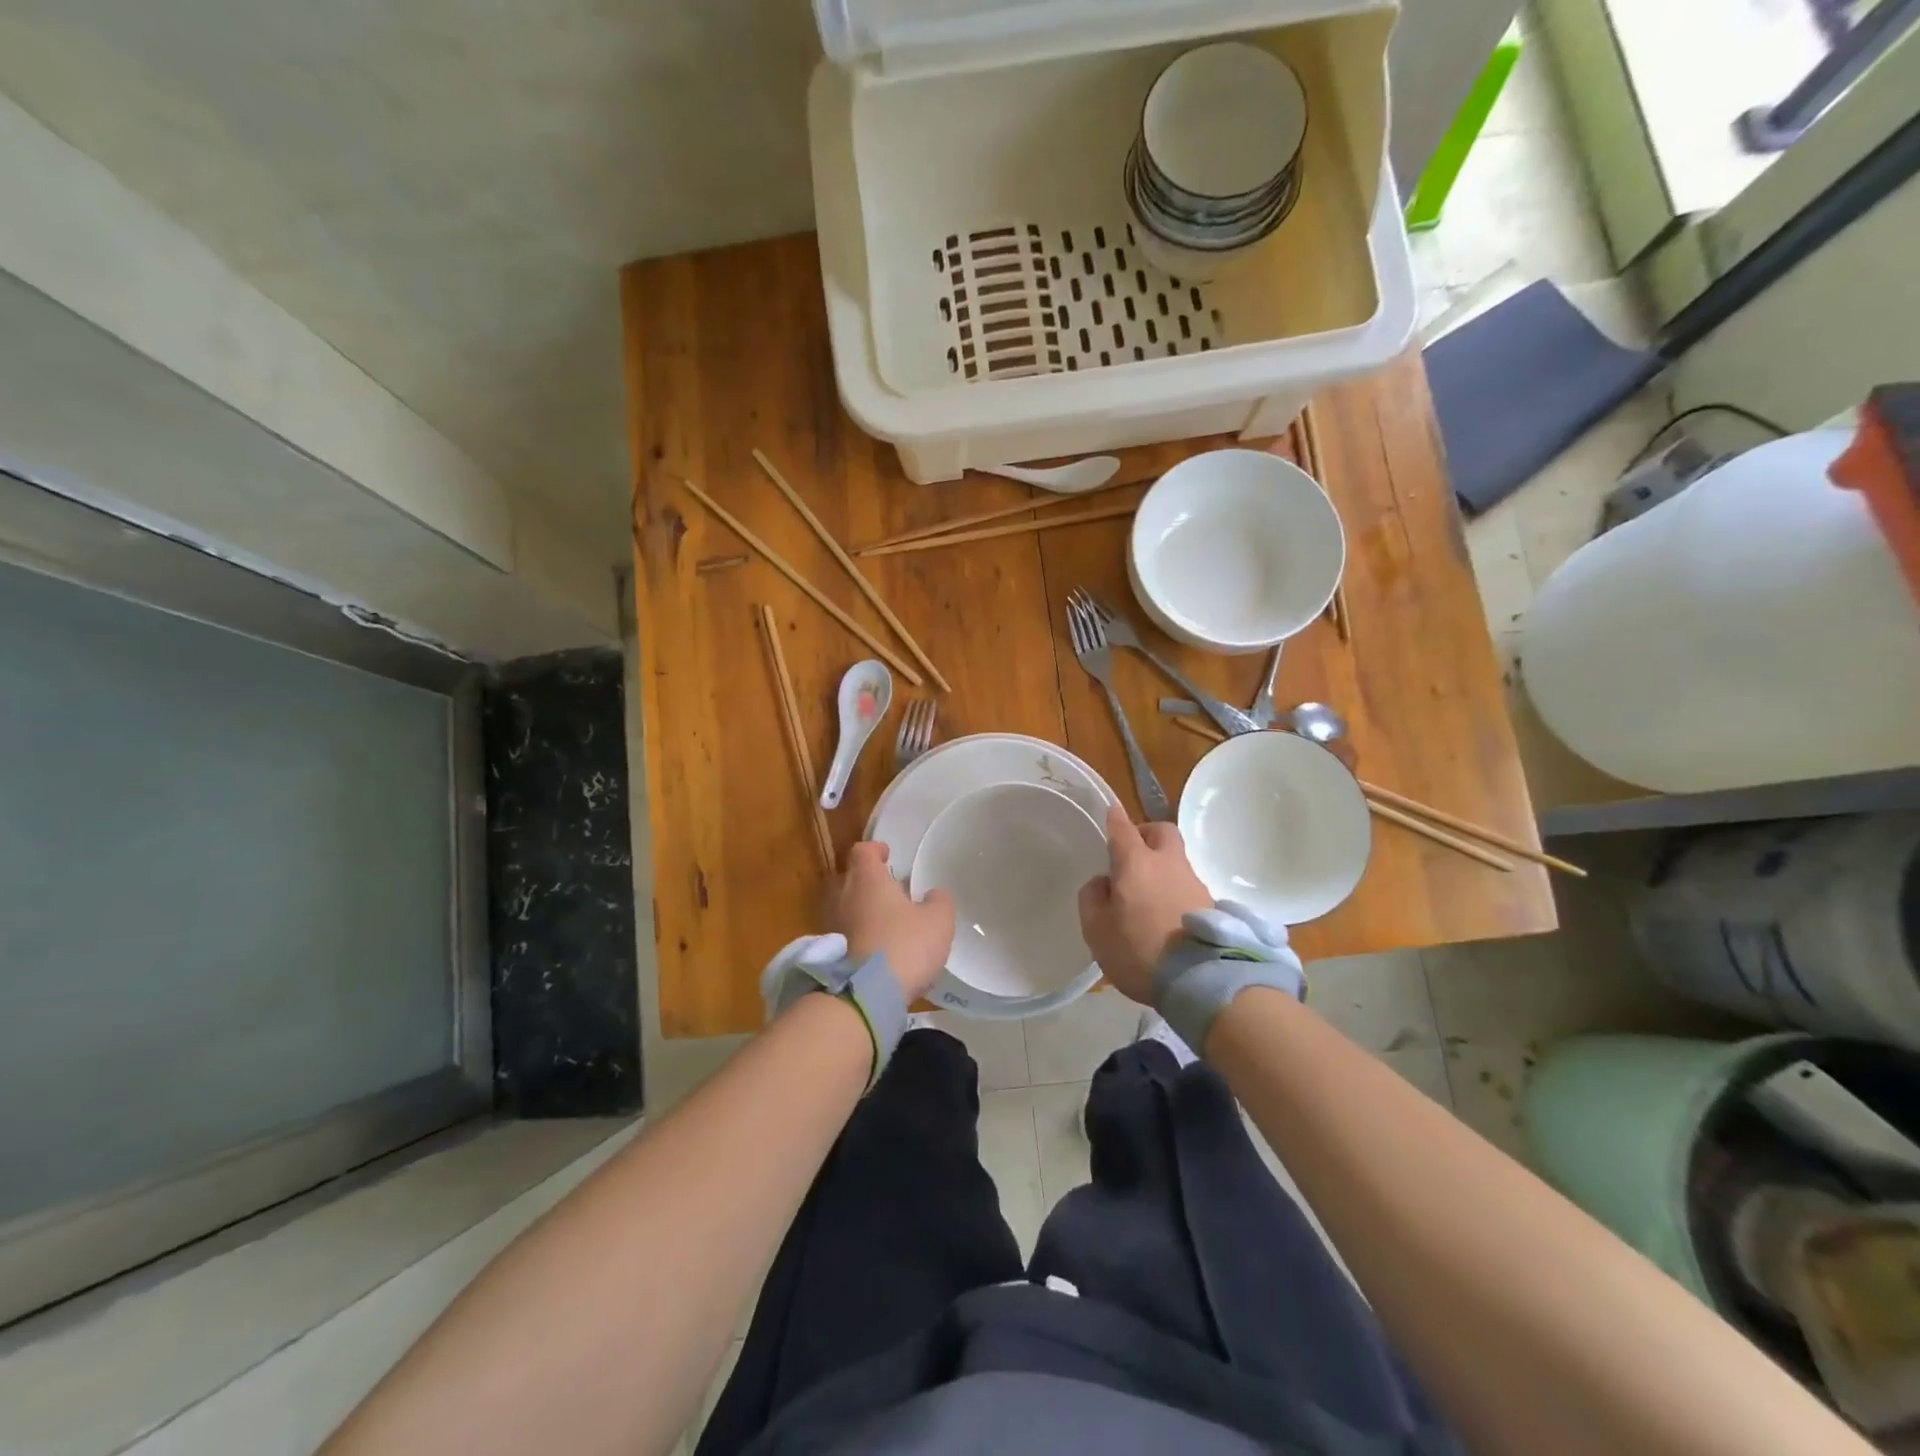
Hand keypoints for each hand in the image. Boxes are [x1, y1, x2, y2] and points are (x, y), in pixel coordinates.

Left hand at [829, 841, 954, 1001]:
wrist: (867, 995)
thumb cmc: (904, 945)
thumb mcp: (938, 920)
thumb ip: (939, 901)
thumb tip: (933, 896)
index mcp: (868, 880)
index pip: (863, 851)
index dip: (876, 849)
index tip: (888, 855)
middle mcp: (844, 897)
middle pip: (852, 879)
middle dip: (870, 882)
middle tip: (892, 891)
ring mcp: (833, 927)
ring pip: (848, 908)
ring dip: (865, 911)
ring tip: (889, 923)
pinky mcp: (831, 955)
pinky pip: (847, 936)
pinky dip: (862, 937)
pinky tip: (882, 952)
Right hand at [1078, 805, 1214, 1004]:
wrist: (1200, 980)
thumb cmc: (1139, 950)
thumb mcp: (1097, 930)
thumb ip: (1093, 899)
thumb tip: (1103, 882)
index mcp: (1136, 863)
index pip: (1123, 829)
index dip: (1115, 817)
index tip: (1111, 809)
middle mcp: (1168, 864)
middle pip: (1162, 832)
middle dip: (1146, 834)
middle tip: (1131, 854)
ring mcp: (1194, 884)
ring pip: (1176, 861)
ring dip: (1161, 868)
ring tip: (1146, 896)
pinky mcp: (1211, 906)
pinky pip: (1187, 887)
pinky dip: (1174, 892)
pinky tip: (1165, 916)